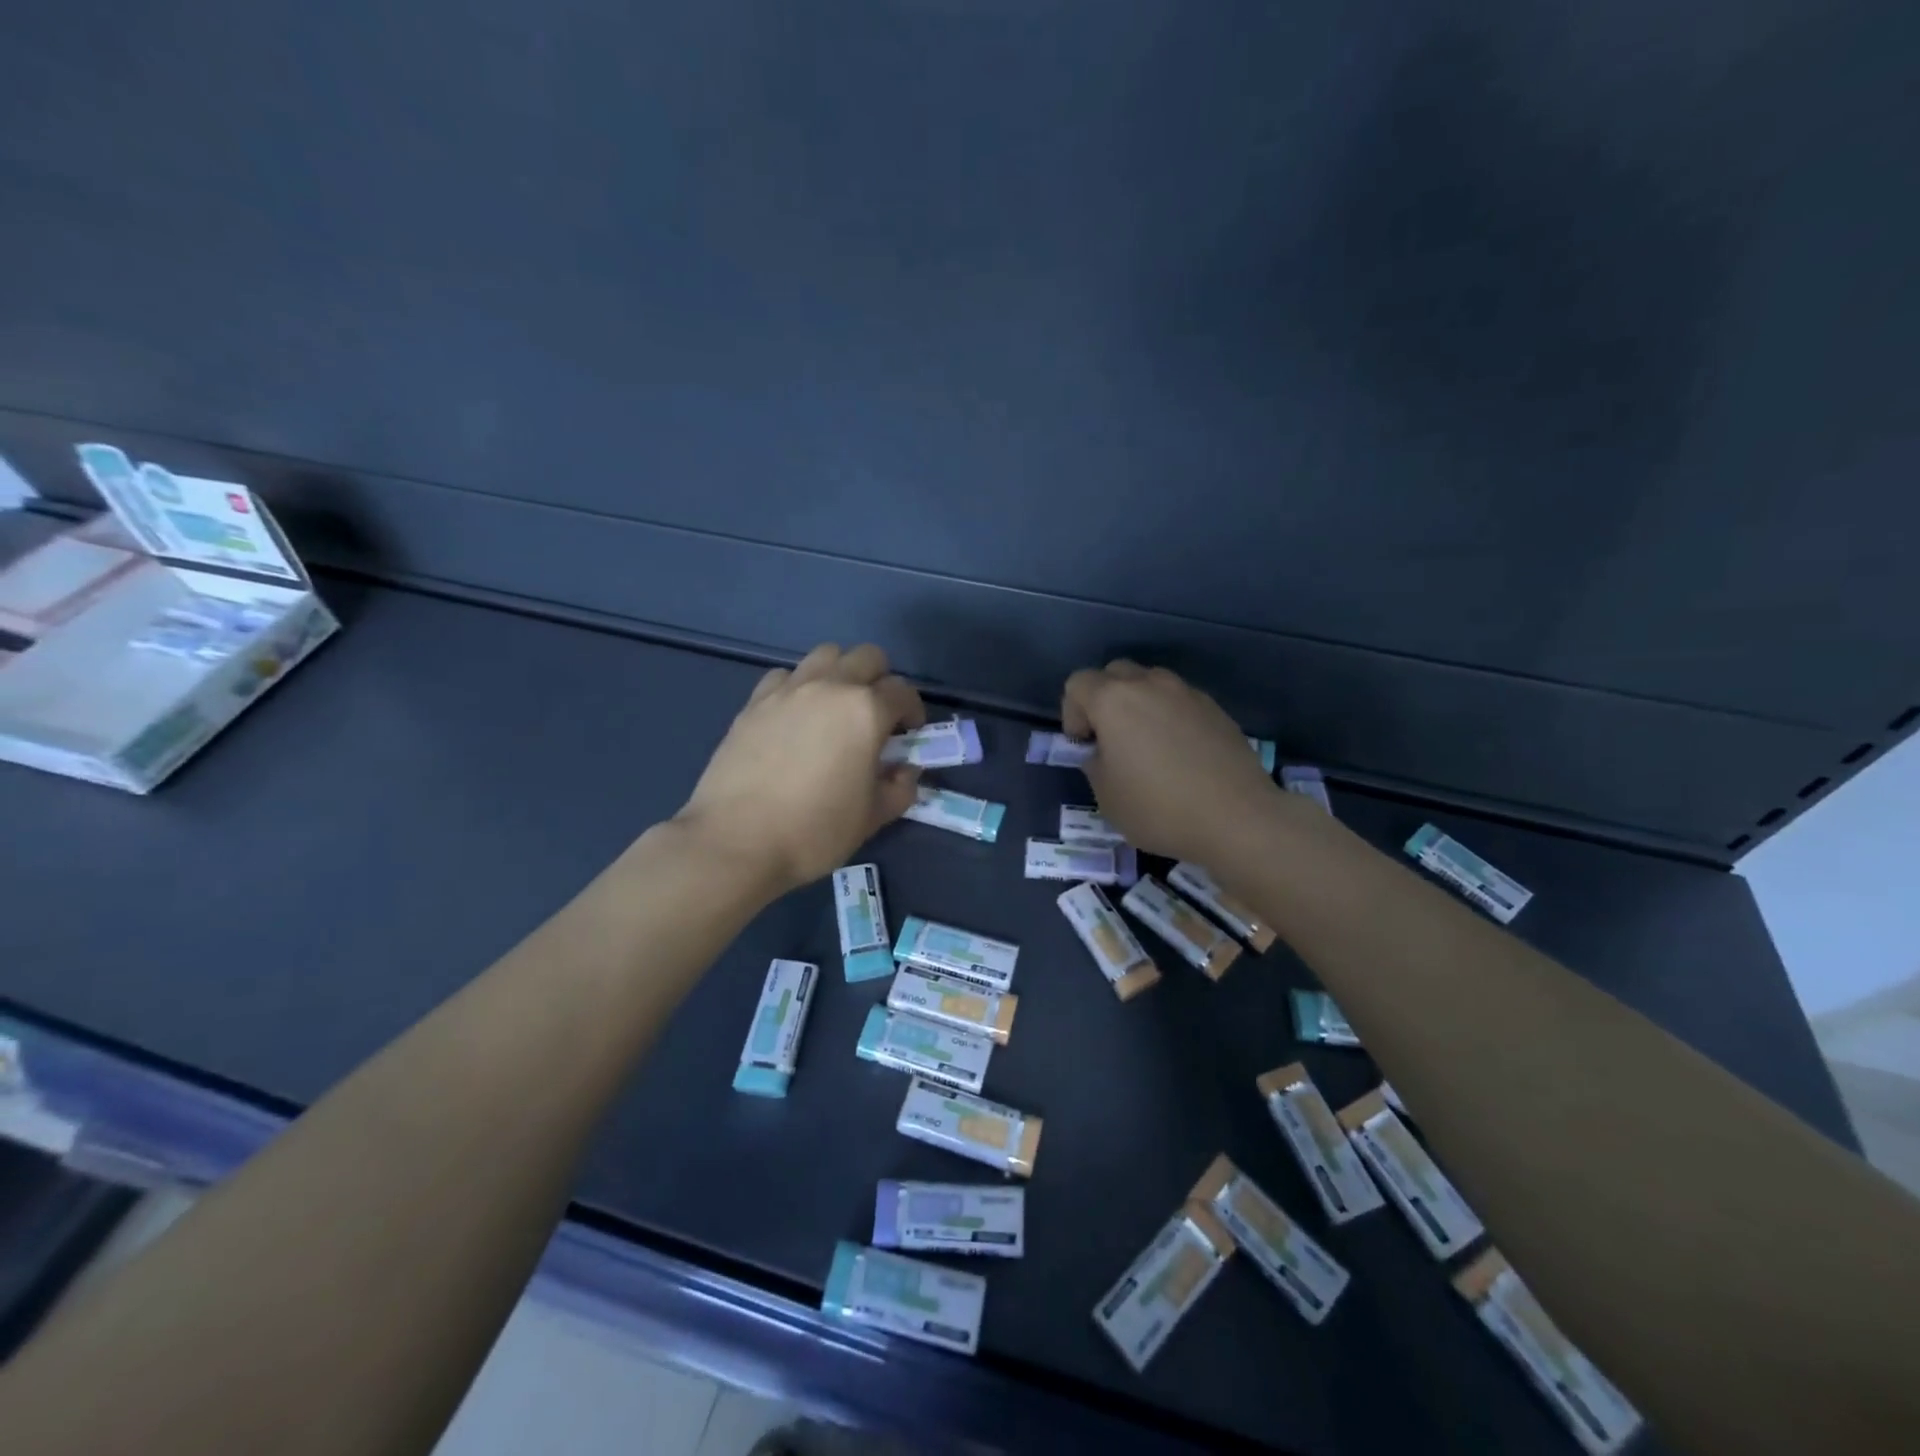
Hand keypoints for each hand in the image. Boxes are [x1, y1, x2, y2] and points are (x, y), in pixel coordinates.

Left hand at [678, 643, 924, 895]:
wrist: (736, 841)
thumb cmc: (815, 831)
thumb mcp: (873, 817)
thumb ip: (900, 787)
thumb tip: (905, 770)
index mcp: (866, 710)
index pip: (903, 692)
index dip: (913, 712)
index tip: (909, 735)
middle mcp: (829, 686)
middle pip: (867, 657)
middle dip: (881, 681)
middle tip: (876, 717)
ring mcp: (788, 690)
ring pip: (825, 655)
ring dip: (840, 673)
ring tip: (836, 709)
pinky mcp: (754, 702)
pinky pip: (785, 676)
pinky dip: (799, 687)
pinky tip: (795, 718)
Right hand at [1062, 660, 1285, 864]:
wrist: (1237, 817)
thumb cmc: (1159, 808)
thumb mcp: (1106, 796)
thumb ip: (1095, 763)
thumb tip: (1103, 752)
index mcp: (1113, 700)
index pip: (1077, 683)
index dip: (1072, 713)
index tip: (1084, 745)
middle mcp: (1150, 685)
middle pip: (1114, 673)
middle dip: (1104, 699)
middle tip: (1111, 739)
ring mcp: (1187, 693)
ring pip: (1150, 683)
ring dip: (1139, 705)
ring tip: (1147, 746)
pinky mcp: (1216, 709)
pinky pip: (1180, 702)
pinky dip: (1170, 717)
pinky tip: (1180, 755)